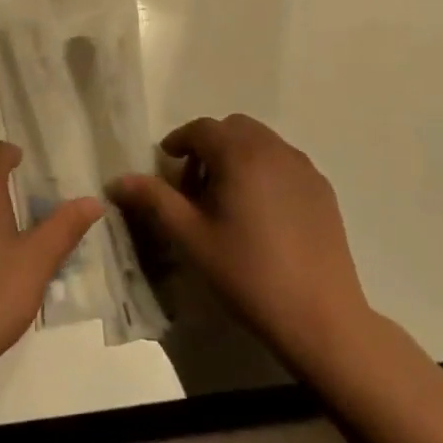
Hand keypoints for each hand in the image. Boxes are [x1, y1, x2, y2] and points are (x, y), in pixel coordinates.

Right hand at [111, 115, 376, 373]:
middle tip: (194, 184)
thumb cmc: (247, 272)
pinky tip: (259, 213)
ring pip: (262, 143)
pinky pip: (284, 163)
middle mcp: (276, 150)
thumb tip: (119, 180)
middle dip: (209, 145)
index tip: (167, 163)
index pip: (202, 128)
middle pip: (234, 128)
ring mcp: (305, 169)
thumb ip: (154, 200)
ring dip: (237, 155)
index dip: (179, 141)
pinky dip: (264, 170)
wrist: (320, 315)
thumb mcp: (191, 237)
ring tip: (226, 198)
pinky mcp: (322, 190)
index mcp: (241, 155)